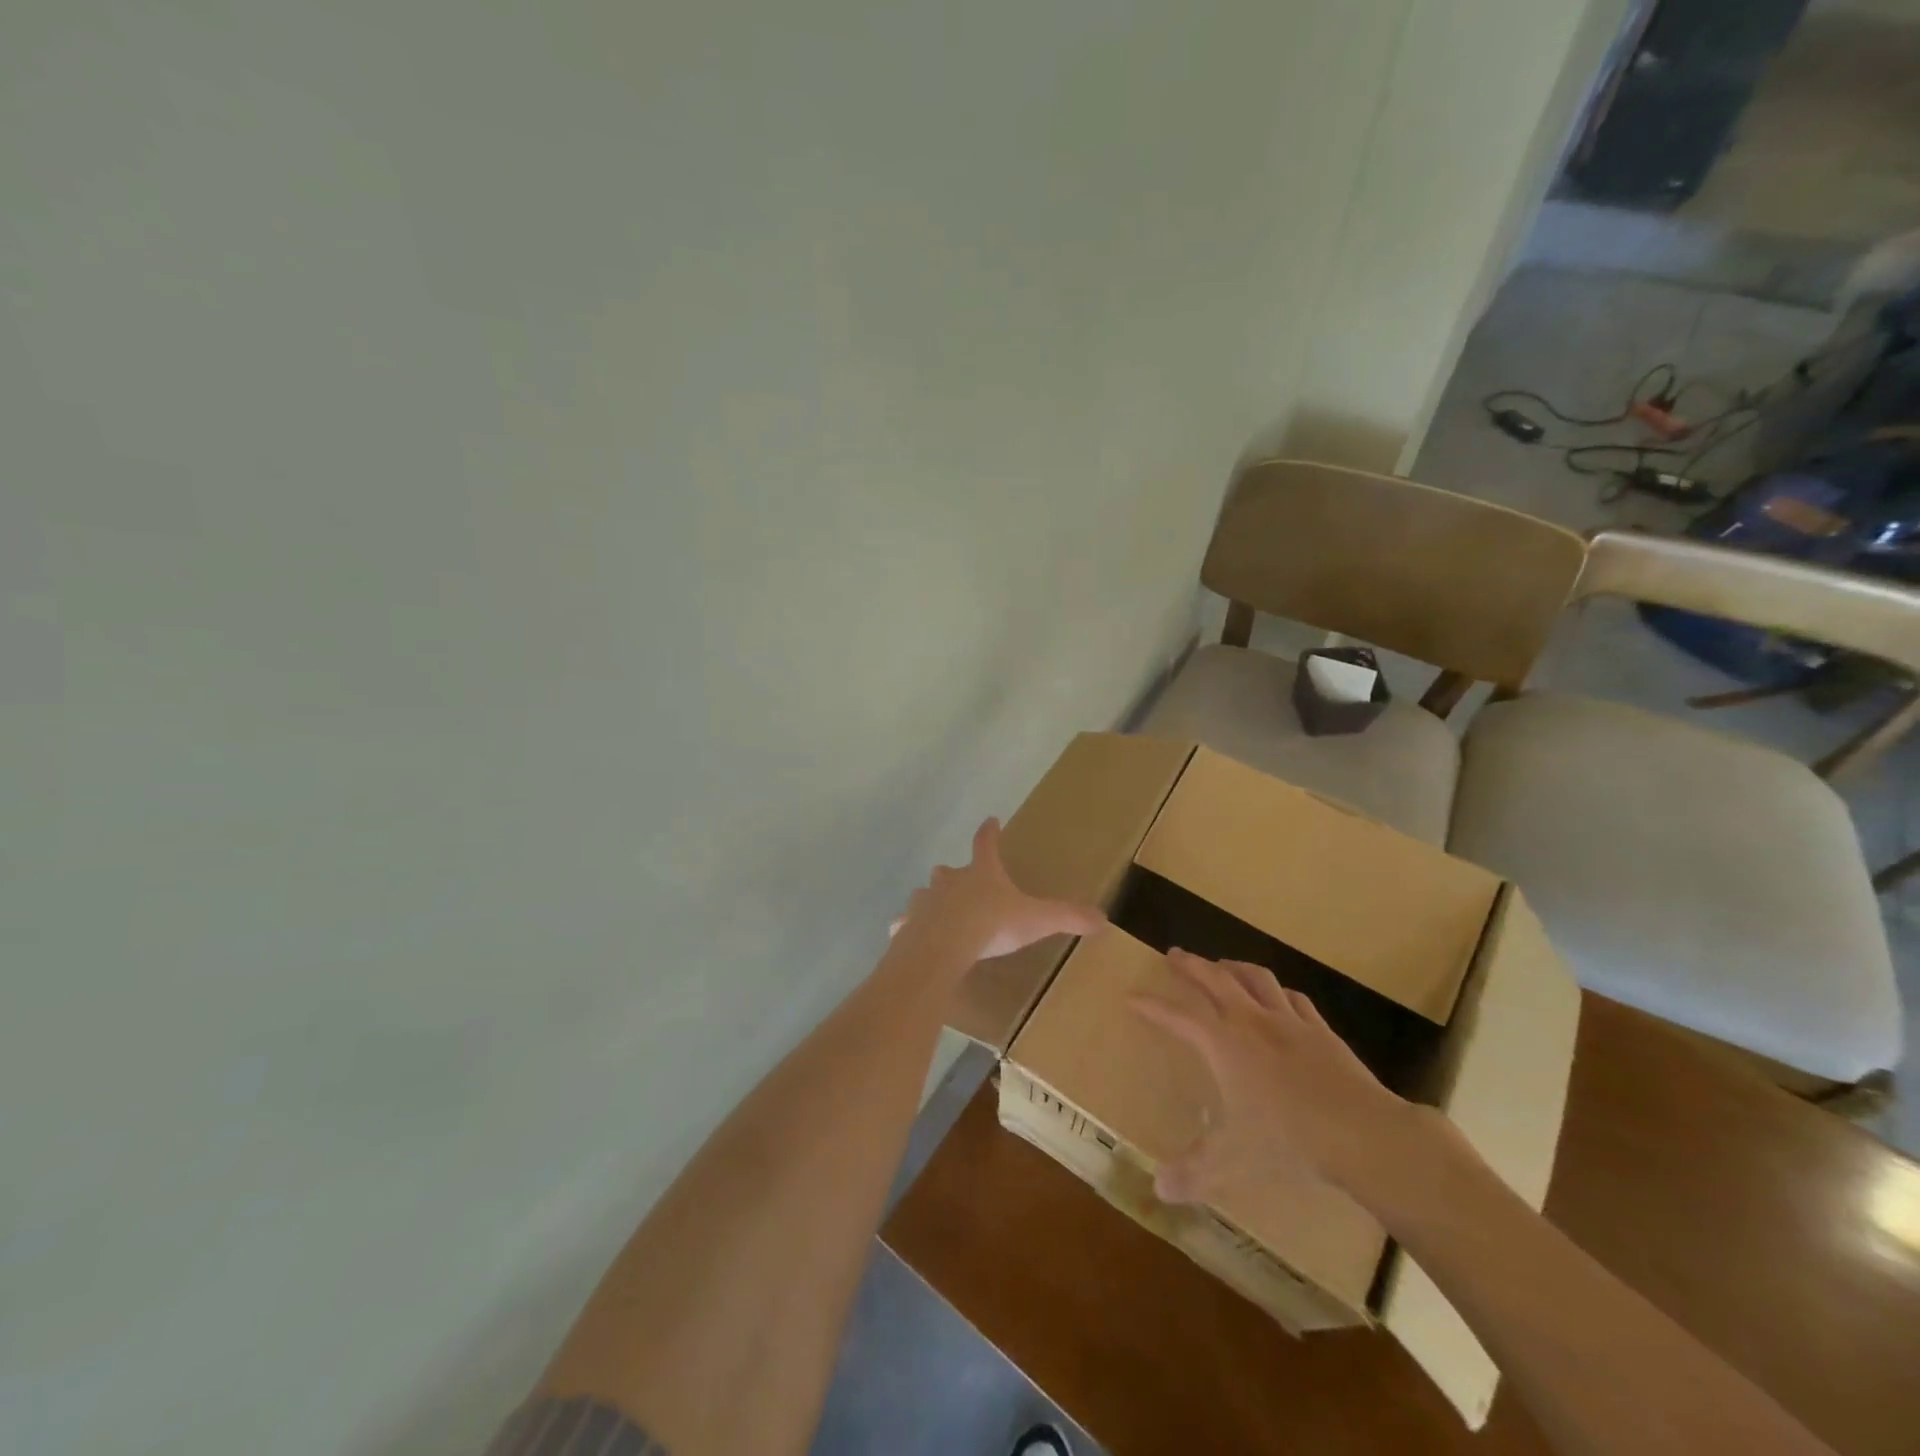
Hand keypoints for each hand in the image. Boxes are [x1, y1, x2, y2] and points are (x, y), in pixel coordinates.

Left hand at [891, 818, 1105, 963]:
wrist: (943, 947)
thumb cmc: (991, 925)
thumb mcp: (1037, 920)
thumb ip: (1068, 917)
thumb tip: (1103, 918)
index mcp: (981, 873)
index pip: (986, 843)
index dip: (990, 831)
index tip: (991, 820)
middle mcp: (949, 880)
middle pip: (948, 870)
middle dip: (954, 874)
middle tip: (959, 881)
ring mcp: (925, 901)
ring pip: (925, 894)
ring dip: (931, 900)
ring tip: (937, 913)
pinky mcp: (907, 924)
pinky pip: (905, 923)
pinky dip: (907, 927)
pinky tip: (907, 935)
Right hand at [1131, 949, 1424, 1204]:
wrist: (1363, 1133)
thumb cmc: (1289, 1139)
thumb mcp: (1233, 1161)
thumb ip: (1194, 1172)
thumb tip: (1159, 1190)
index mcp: (1223, 1043)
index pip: (1177, 1017)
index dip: (1152, 1006)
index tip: (1132, 996)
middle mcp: (1251, 1021)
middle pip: (1216, 979)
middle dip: (1192, 965)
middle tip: (1176, 955)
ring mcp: (1290, 1022)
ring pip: (1256, 979)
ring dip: (1235, 968)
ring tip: (1224, 965)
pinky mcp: (1322, 1032)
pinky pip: (1295, 999)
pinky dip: (1279, 992)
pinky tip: (1279, 996)